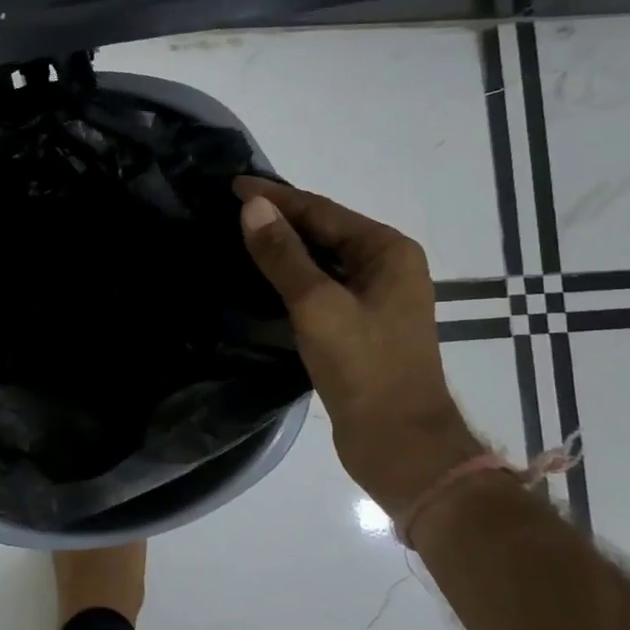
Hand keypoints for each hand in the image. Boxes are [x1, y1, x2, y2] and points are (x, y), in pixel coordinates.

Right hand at [235, 176, 482, 510]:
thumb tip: (252, 206)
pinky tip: (264, 277)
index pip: (322, 210)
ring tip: (239, 235)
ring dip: (284, 247)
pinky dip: (292, 276)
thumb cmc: (364, 368)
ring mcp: (376, 297)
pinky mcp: (361, 324)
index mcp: (387, 251)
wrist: (400, 444)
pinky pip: (321, 285)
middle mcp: (386, 266)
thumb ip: (283, 254)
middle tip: (230, 207)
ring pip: (322, 259)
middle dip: (279, 217)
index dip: (276, 197)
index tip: (233, 185)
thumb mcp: (317, 305)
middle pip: (324, 230)